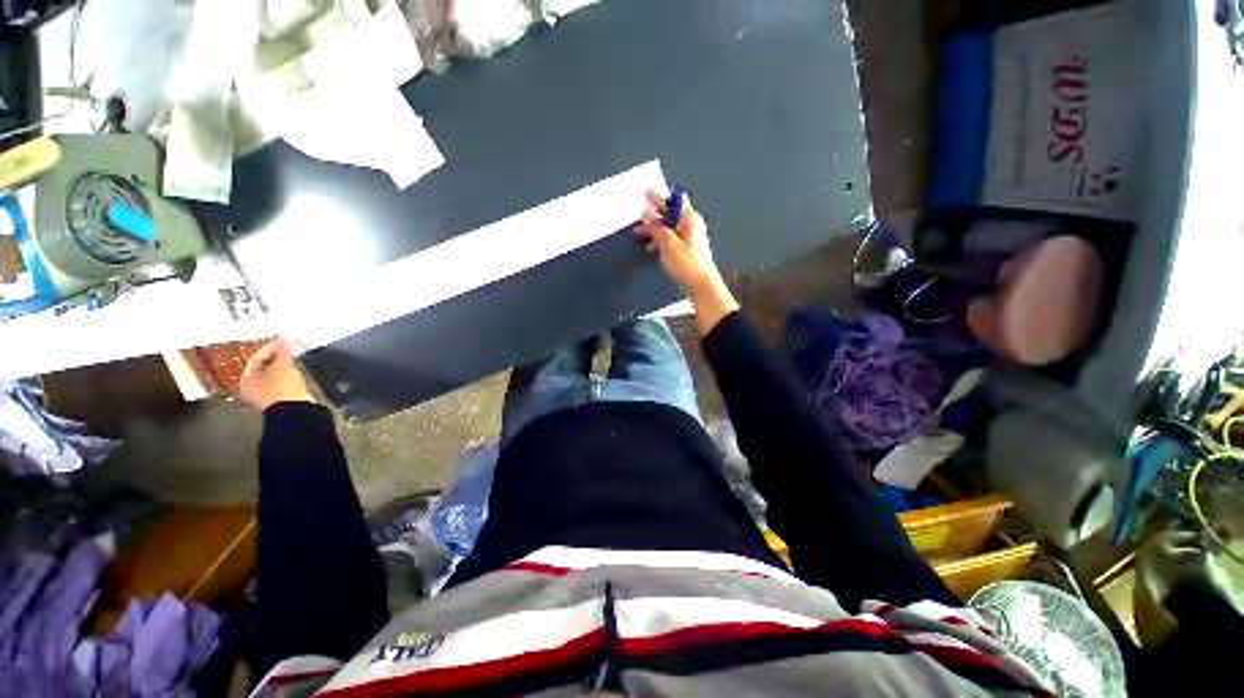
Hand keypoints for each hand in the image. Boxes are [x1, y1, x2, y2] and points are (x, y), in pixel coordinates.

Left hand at [239, 338, 315, 410]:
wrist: (296, 409)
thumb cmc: (282, 387)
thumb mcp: (283, 365)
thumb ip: (283, 351)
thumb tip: (286, 340)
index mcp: (247, 379)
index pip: (256, 358)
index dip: (270, 347)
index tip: (284, 340)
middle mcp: (253, 387)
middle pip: (264, 366)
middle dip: (277, 356)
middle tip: (289, 348)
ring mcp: (267, 394)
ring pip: (274, 374)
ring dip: (284, 365)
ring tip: (294, 357)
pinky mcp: (282, 397)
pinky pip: (283, 381)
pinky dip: (289, 374)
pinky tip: (296, 370)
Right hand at [635, 189, 738, 333]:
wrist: (701, 286)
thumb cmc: (687, 265)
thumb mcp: (668, 244)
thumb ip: (657, 227)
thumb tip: (647, 212)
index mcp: (690, 219)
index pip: (674, 201)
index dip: (658, 197)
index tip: (645, 194)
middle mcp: (692, 225)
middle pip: (671, 213)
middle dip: (654, 214)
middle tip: (638, 216)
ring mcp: (690, 237)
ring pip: (669, 226)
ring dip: (655, 228)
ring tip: (639, 233)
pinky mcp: (688, 249)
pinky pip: (671, 237)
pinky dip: (660, 239)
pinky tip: (651, 246)